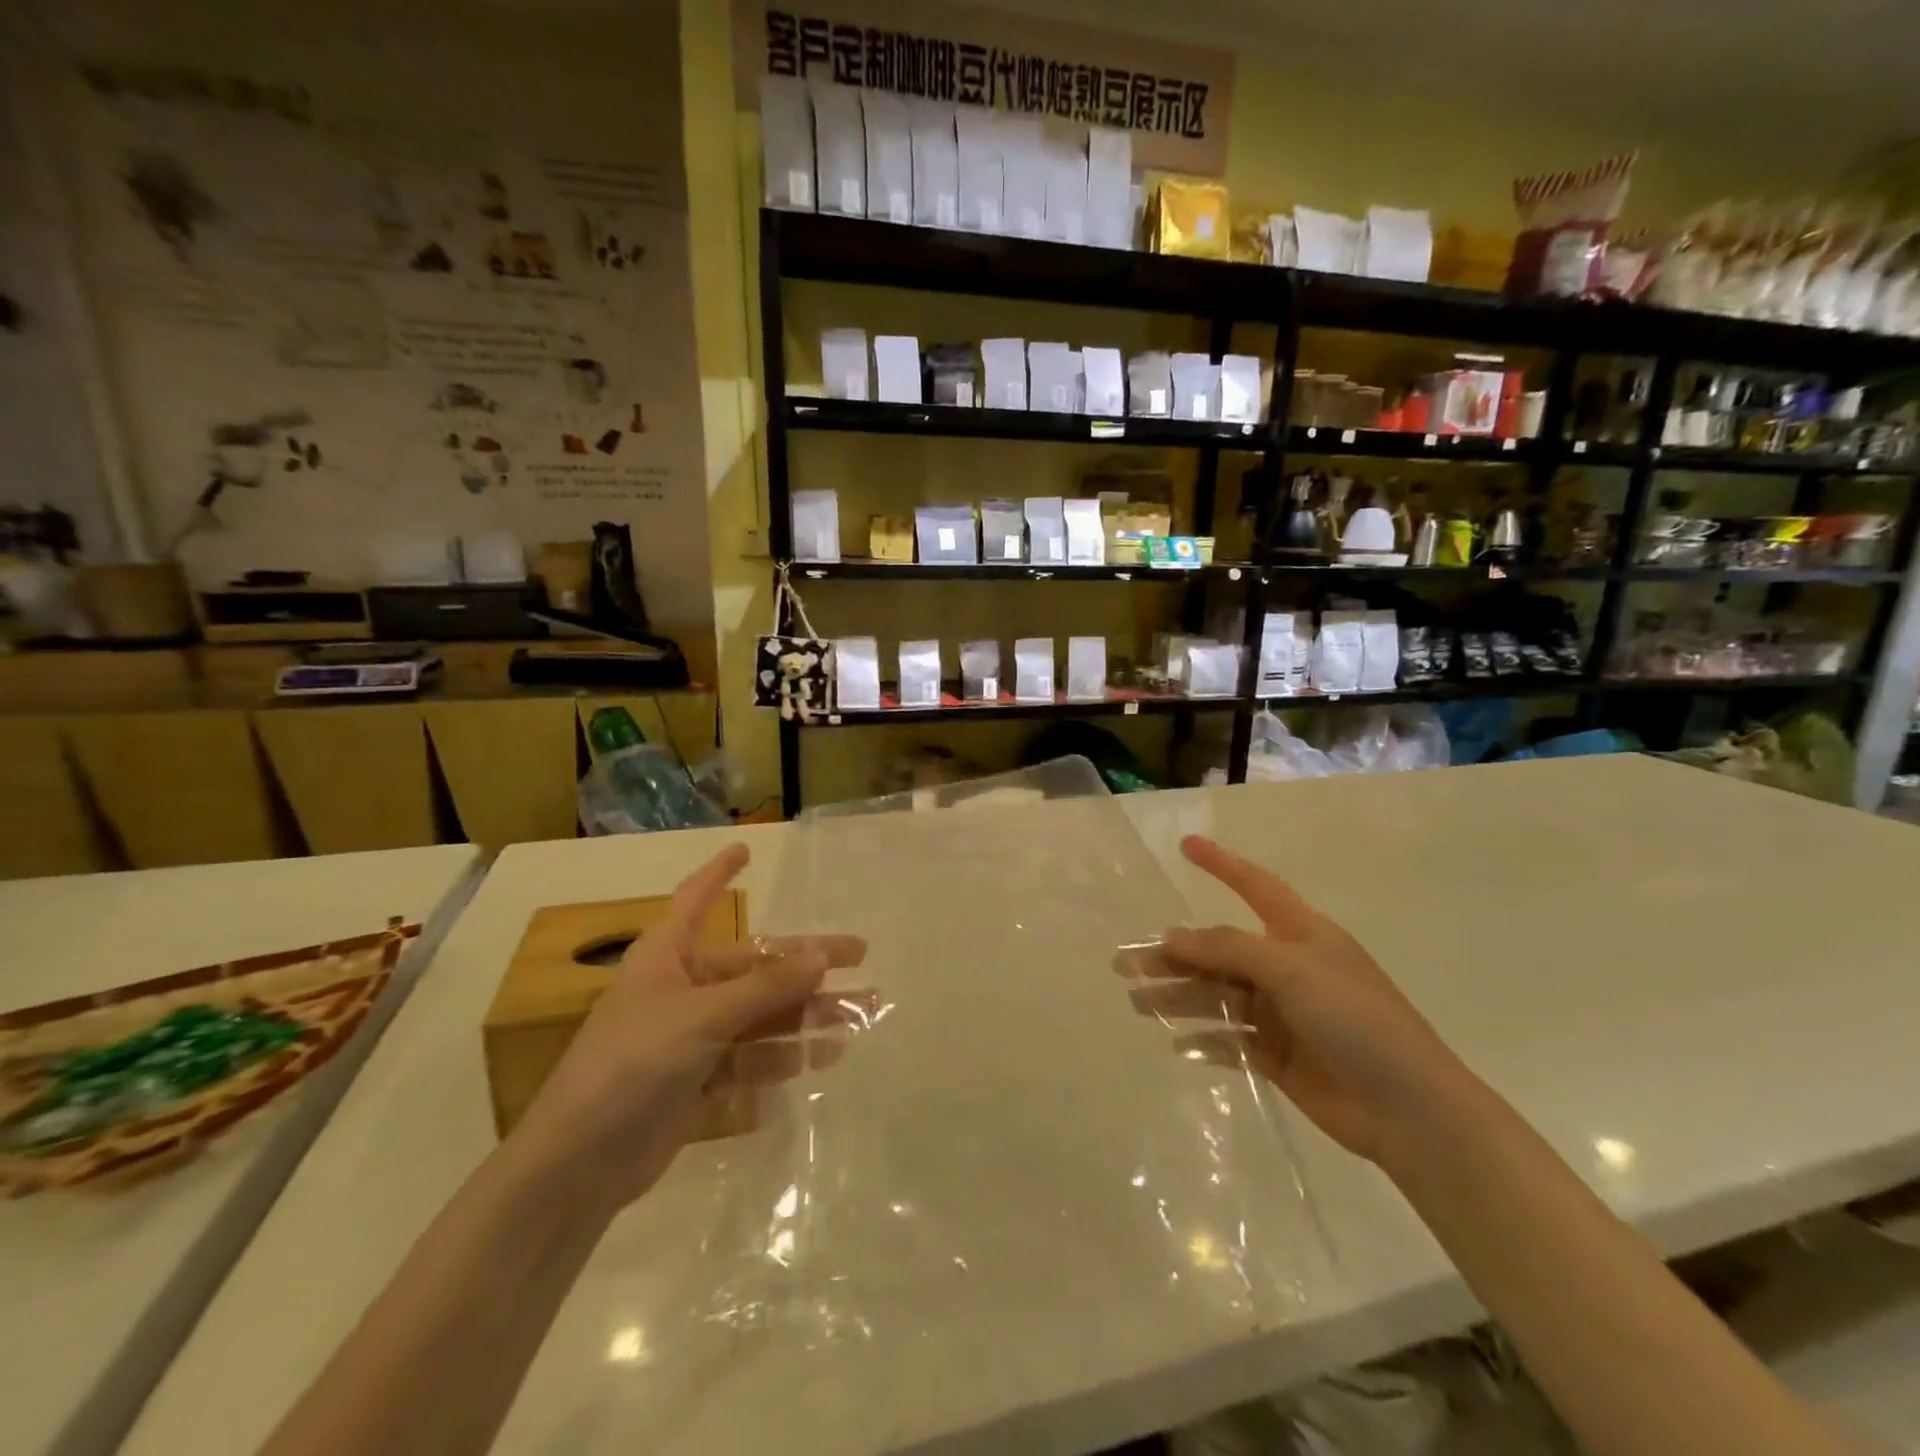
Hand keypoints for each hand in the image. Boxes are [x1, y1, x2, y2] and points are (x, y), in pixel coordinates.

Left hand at [508, 844, 868, 1210]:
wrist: (576, 1165)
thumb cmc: (632, 1064)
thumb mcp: (703, 1017)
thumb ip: (765, 988)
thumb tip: (822, 955)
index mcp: (667, 956)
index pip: (695, 899)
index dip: (718, 873)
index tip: (745, 849)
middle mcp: (682, 989)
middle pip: (753, 966)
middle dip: (805, 964)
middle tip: (859, 956)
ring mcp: (691, 1037)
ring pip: (761, 1015)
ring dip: (807, 1014)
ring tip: (858, 1014)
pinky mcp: (697, 1081)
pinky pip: (752, 1057)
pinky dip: (785, 1056)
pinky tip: (824, 1056)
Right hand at [1129, 835, 1481, 1171]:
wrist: (1409, 1110)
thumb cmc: (1356, 1019)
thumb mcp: (1290, 969)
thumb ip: (1227, 949)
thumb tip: (1172, 936)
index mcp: (1300, 934)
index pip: (1254, 886)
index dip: (1221, 864)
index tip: (1186, 845)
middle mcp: (1285, 967)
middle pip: (1218, 951)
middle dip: (1173, 954)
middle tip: (1125, 962)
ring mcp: (1280, 1013)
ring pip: (1216, 996)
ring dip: (1177, 997)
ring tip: (1137, 1002)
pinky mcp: (1276, 1055)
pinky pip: (1229, 1039)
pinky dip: (1203, 1040)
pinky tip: (1175, 1043)